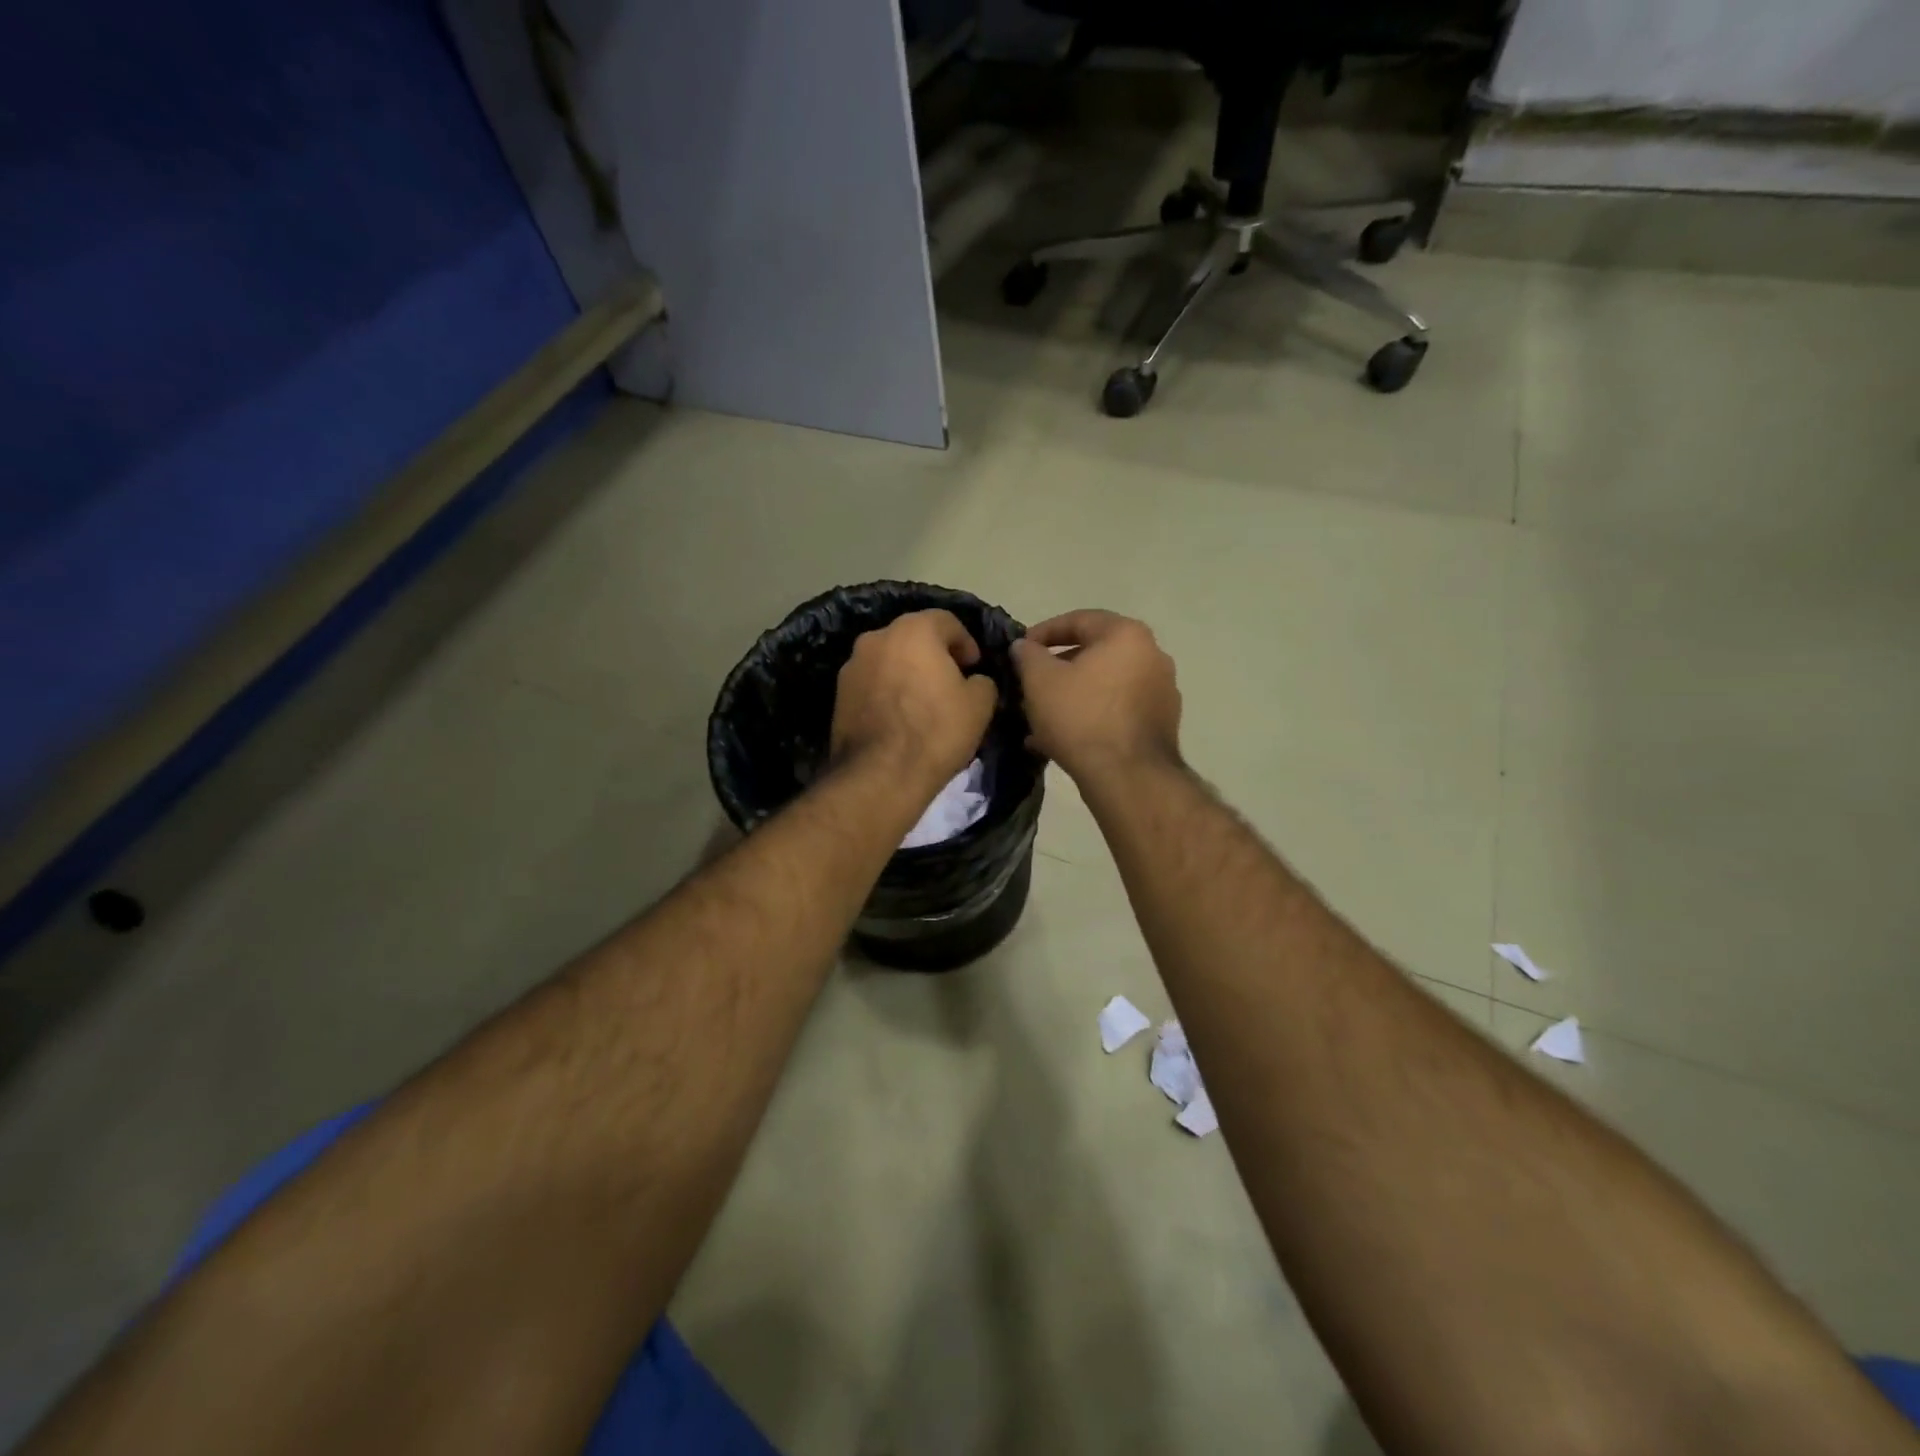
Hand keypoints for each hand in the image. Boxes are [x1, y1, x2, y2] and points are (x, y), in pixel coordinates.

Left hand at [830, 610, 998, 787]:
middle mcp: (877, 638)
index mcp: (913, 630)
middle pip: (913, 637)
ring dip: (907, 672)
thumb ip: (983, 681)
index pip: (947, 621)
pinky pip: (872, 683)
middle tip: (951, 682)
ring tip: (923, 702)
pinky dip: (887, 691)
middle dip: (934, 655)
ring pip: (889, 660)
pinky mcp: (838, 694)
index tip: (974, 667)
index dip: (966, 642)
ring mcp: (852, 665)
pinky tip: (899, 717)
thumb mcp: (980, 705)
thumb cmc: (936, 731)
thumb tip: (974, 680)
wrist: (880, 775)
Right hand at [1010, 610, 1180, 780]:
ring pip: (1104, 685)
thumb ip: (1028, 655)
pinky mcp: (1161, 724)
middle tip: (1029, 684)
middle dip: (1057, 668)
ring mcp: (1162, 691)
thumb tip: (1023, 646)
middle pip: (1094, 653)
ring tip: (1041, 716)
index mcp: (1127, 635)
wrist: (1128, 777)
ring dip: (1072, 695)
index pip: (1078, 620)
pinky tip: (1063, 738)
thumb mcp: (1040, 681)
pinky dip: (1091, 715)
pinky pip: (1117, 709)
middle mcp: (1152, 656)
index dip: (1042, 633)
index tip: (1020, 650)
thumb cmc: (1081, 717)